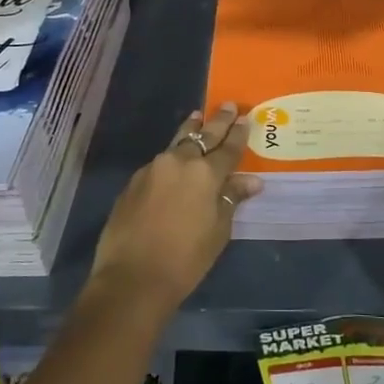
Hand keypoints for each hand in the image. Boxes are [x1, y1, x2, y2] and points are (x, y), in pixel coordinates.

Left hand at [90, 103, 261, 311]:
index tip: (246, 118)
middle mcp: (179, 162)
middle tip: (227, 106)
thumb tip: (251, 181)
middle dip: (217, 121)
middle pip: (202, 135)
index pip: (228, 148)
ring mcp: (152, 169)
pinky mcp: (133, 182)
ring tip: (196, 117)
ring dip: (190, 130)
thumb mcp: (218, 231)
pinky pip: (159, 163)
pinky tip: (173, 163)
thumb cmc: (185, 259)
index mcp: (205, 173)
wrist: (132, 278)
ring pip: (176, 143)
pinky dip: (171, 158)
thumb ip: (231, 199)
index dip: (239, 134)